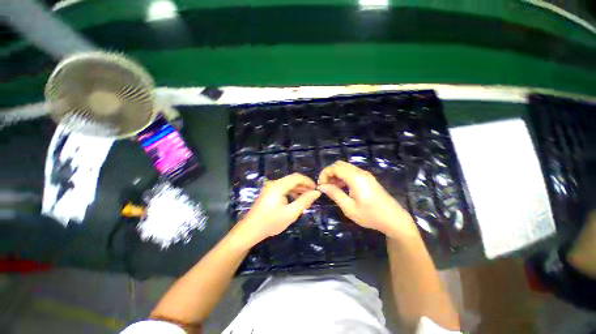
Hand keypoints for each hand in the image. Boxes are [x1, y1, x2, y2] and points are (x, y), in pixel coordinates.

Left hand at [234, 173, 320, 247]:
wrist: (250, 230)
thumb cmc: (271, 222)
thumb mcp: (291, 213)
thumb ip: (304, 201)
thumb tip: (316, 193)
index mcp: (278, 186)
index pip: (297, 177)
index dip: (308, 181)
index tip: (316, 189)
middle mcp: (274, 183)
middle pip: (292, 179)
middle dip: (304, 185)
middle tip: (313, 194)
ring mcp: (270, 187)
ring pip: (288, 184)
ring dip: (298, 189)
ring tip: (307, 198)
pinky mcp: (269, 192)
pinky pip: (283, 188)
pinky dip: (291, 192)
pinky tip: (296, 200)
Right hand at [318, 161, 416, 239]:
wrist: (394, 219)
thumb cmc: (370, 215)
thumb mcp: (349, 207)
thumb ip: (335, 194)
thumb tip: (322, 186)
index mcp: (356, 178)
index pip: (335, 167)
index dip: (325, 173)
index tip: (321, 185)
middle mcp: (360, 172)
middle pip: (340, 164)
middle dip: (329, 173)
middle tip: (325, 186)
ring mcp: (365, 175)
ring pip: (345, 168)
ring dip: (336, 175)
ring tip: (332, 189)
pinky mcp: (367, 178)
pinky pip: (351, 172)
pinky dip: (343, 177)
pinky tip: (341, 188)